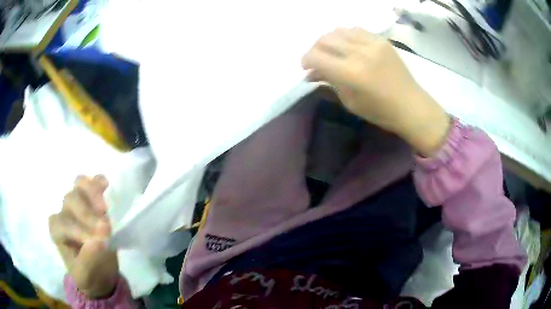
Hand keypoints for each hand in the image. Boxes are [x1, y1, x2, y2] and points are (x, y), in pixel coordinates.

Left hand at [49, 175, 118, 298]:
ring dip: (93, 194)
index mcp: (57, 231)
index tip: (100, 243)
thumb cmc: (89, 275)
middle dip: (88, 215)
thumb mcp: (86, 276)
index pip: (63, 223)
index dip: (79, 230)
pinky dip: (98, 182)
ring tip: (104, 210)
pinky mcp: (91, 201)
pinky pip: (91, 183)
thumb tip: (98, 243)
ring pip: (80, 186)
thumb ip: (88, 262)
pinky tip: (105, 185)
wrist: (99, 271)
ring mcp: (77, 204)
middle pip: (71, 200)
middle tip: (105, 231)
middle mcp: (64, 213)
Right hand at [302, 28, 450, 155]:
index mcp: (350, 73)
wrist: (411, 105)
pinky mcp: (382, 40)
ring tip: (332, 51)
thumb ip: (329, 82)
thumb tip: (312, 73)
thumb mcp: (350, 101)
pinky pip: (356, 30)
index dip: (305, 60)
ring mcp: (372, 43)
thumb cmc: (380, 111)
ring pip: (339, 30)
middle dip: (315, 49)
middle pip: (325, 39)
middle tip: (317, 60)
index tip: (306, 67)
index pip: (316, 57)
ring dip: (329, 40)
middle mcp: (359, 53)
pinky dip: (346, 35)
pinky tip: (348, 45)